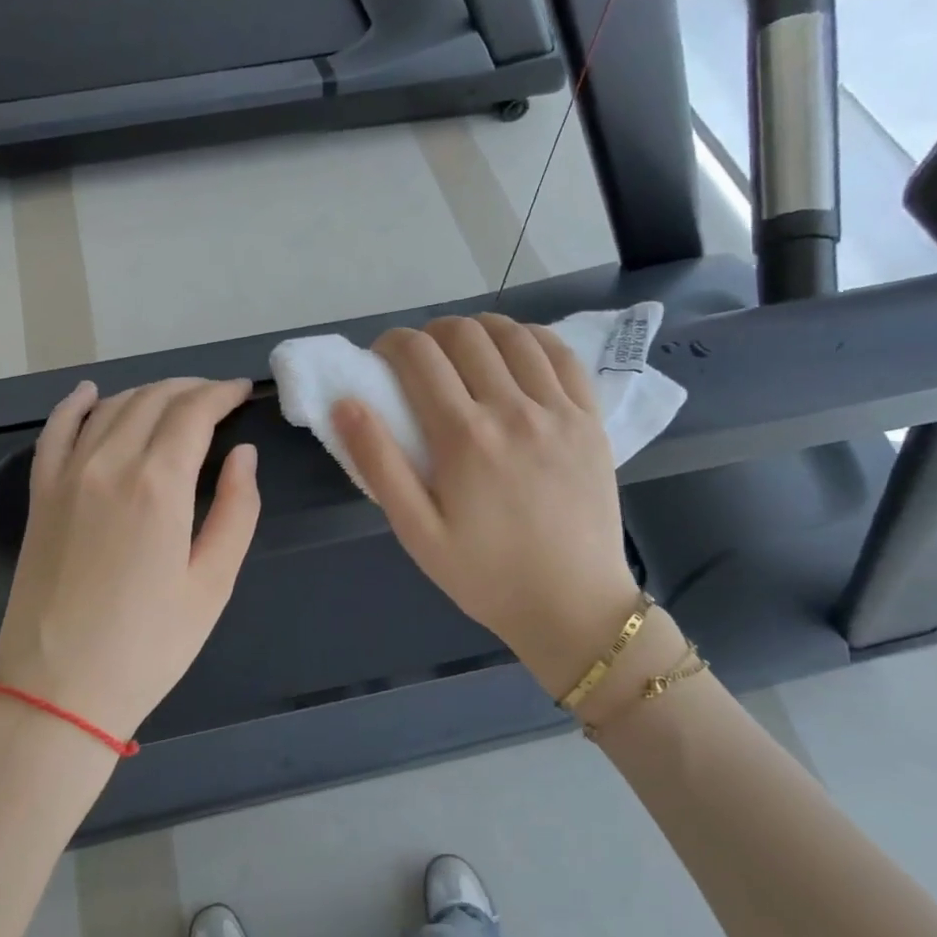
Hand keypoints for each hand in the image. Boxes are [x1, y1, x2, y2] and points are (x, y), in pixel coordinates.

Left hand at [0, 377, 259, 741]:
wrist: (59, 690)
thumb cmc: (150, 645)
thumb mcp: (212, 584)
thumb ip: (235, 510)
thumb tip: (243, 454)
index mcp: (158, 485)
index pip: (193, 413)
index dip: (222, 394)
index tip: (242, 392)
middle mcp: (109, 464)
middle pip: (152, 400)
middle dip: (190, 390)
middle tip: (217, 397)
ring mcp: (66, 476)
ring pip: (110, 408)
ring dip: (146, 394)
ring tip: (174, 400)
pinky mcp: (40, 496)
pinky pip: (55, 431)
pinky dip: (75, 405)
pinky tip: (90, 393)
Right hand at [332, 315, 639, 698]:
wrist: (571, 606)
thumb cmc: (485, 575)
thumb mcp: (416, 532)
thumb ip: (378, 464)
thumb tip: (346, 403)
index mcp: (463, 437)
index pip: (419, 355)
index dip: (392, 344)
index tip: (382, 359)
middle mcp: (512, 409)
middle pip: (463, 334)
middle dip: (430, 334)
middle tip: (419, 364)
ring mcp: (558, 410)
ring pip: (512, 335)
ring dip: (477, 330)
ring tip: (463, 354)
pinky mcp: (590, 419)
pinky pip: (561, 354)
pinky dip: (531, 339)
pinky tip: (515, 352)